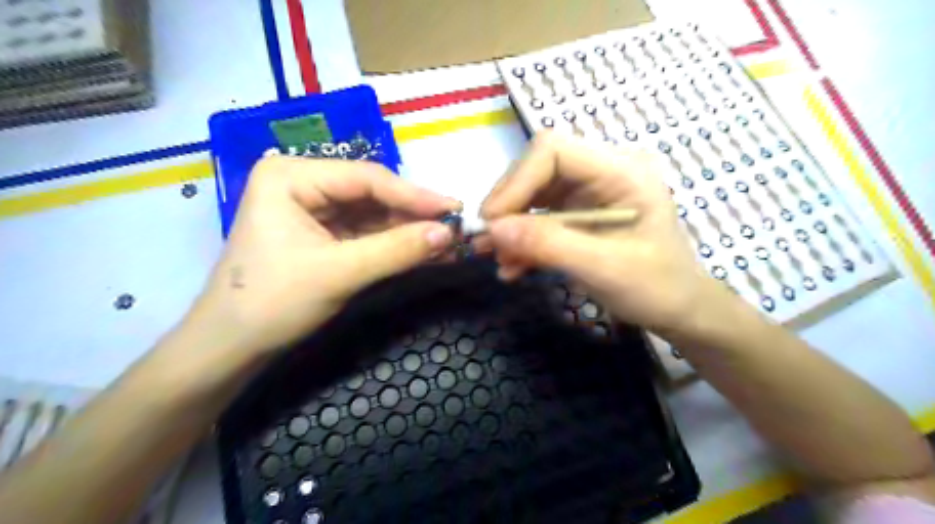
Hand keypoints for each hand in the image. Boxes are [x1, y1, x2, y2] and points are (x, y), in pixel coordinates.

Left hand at [184, 158, 457, 357]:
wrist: (231, 346)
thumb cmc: (272, 302)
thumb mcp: (339, 273)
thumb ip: (396, 250)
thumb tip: (449, 233)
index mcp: (291, 176)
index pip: (366, 178)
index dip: (415, 195)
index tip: (454, 209)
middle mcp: (302, 182)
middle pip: (371, 194)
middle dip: (413, 214)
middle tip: (455, 227)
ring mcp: (312, 208)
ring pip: (372, 214)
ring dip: (408, 230)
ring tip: (446, 242)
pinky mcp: (322, 233)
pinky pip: (366, 232)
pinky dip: (394, 243)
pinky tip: (422, 250)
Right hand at [478, 133, 724, 332]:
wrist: (677, 309)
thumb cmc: (656, 287)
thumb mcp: (605, 268)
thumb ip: (549, 245)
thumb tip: (493, 229)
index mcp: (621, 171)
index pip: (553, 150)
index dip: (517, 181)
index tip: (494, 222)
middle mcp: (601, 172)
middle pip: (536, 169)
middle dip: (508, 206)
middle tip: (487, 243)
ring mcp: (587, 193)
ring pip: (531, 194)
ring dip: (510, 227)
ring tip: (496, 259)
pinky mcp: (577, 214)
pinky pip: (538, 218)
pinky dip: (521, 240)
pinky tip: (512, 266)